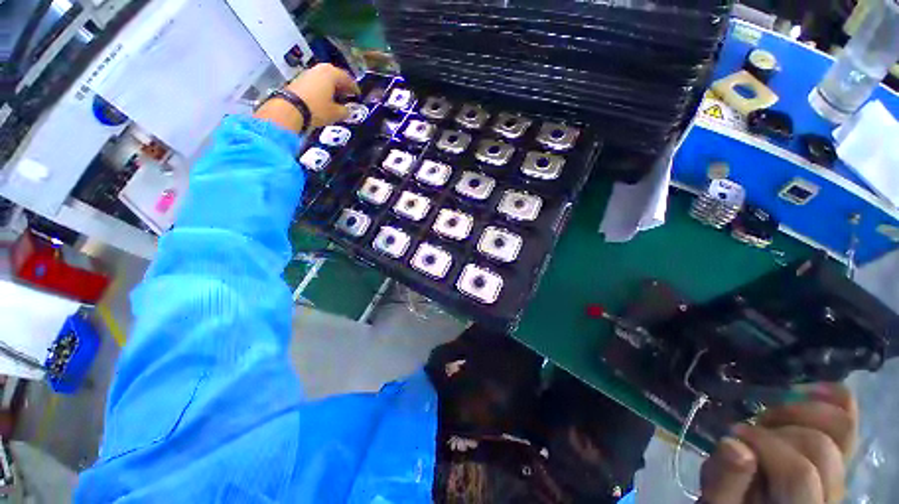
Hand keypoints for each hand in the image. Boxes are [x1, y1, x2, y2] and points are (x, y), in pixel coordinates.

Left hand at [255, 64, 359, 132]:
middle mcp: (320, 69)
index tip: (358, 95)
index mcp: (332, 73)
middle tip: (349, 95)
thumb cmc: (318, 108)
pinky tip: (326, 99)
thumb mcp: (336, 113)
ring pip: (325, 79)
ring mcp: (309, 73)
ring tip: (338, 98)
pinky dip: (323, 89)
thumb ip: (345, 111)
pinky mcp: (300, 80)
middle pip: (335, 76)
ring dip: (332, 87)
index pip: (348, 78)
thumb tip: (348, 110)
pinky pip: (317, 83)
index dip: (354, 88)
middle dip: (343, 85)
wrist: (291, 108)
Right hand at [700, 384, 857, 503]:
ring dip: (799, 411)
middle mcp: (831, 494)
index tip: (733, 435)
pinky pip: (849, 419)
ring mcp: (840, 472)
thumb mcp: (718, 501)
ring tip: (770, 415)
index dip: (765, 446)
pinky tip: (806, 388)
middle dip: (778, 429)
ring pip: (841, 428)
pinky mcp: (840, 455)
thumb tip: (734, 444)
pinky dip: (831, 396)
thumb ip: (725, 480)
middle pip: (820, 447)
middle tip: (750, 427)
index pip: (798, 472)